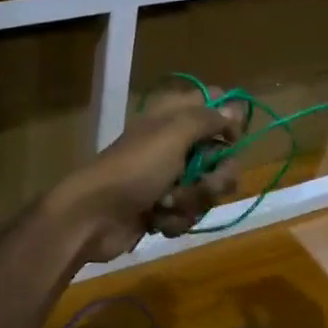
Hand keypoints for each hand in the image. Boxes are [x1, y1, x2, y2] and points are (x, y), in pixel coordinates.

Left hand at [49, 95, 243, 263]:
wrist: (94, 216)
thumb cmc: (135, 169)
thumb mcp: (172, 135)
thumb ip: (206, 119)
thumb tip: (234, 108)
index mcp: (173, 117)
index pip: (214, 105)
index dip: (229, 121)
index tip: (232, 139)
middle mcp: (174, 144)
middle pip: (220, 157)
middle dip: (215, 178)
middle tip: (202, 184)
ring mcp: (169, 178)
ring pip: (207, 190)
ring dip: (191, 202)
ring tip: (166, 206)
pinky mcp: (163, 209)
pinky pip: (189, 213)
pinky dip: (175, 220)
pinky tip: (157, 221)